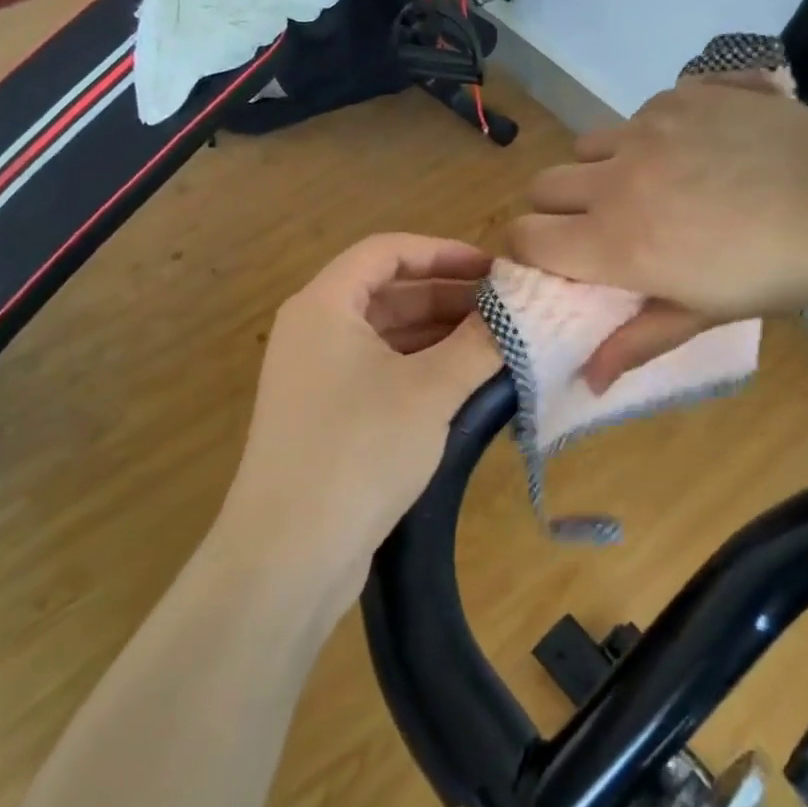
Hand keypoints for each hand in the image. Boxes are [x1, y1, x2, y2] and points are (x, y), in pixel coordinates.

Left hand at [219, 234, 500, 606]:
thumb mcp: (430, 391)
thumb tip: (519, 313)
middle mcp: (315, 331)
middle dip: (448, 295)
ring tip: (496, 343)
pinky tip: (466, 381)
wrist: (288, 555)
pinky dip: (423, 367)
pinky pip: (382, 370)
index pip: (387, 251)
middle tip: (505, 309)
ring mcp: (318, 375)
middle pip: (389, 292)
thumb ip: (479, 344)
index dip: (443, 252)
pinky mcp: (328, 415)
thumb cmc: (359, 451)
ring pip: (388, 334)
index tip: (493, 269)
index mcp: (325, 306)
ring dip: (440, 333)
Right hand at [510, 78, 807, 389]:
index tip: (552, 263)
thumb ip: (638, 340)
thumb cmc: (780, 269)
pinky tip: (695, 152)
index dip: (526, 252)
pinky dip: (646, 136)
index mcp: (616, 241)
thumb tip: (588, 382)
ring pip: (585, 145)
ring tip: (648, 186)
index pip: (525, 238)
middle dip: (557, 211)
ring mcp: (647, 127)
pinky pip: (636, 115)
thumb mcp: (706, 313)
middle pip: (543, 185)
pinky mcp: (680, 93)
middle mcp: (617, 178)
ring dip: (599, 170)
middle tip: (601, 229)